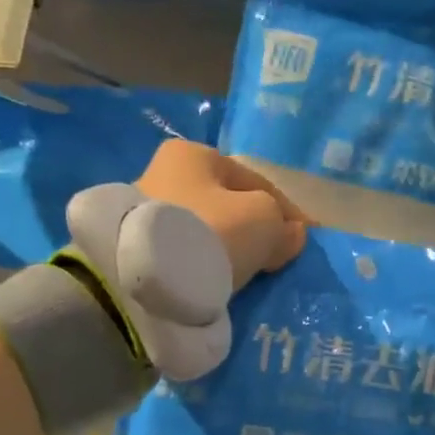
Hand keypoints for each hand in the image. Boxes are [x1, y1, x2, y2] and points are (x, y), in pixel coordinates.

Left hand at [135, 138, 306, 291]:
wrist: (145, 279)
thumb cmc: (210, 232)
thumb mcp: (262, 220)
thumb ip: (282, 225)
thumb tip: (292, 235)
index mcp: (192, 153)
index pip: (253, 181)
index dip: (284, 210)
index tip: (301, 239)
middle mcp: (162, 173)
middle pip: (224, 205)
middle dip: (249, 229)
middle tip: (271, 258)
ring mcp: (144, 213)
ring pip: (203, 231)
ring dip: (224, 248)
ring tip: (244, 274)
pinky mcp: (133, 249)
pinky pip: (184, 254)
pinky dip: (202, 264)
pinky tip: (215, 281)